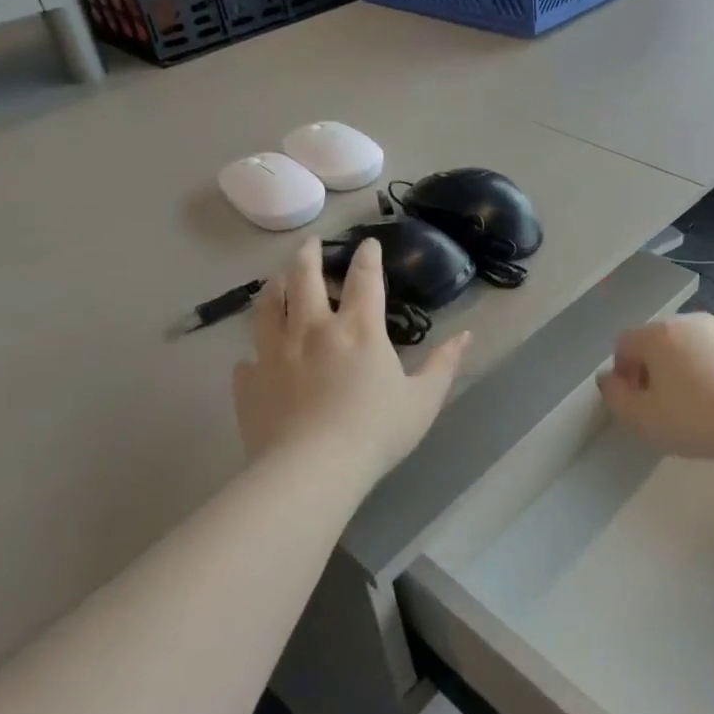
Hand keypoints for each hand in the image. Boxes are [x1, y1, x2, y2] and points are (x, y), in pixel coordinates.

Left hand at [232, 238, 469, 490]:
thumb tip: (466, 335)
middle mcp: (312, 329)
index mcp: (358, 329)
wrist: (312, 470)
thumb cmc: (376, 432)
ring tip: (276, 280)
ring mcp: (274, 353)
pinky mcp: (250, 382)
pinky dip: (253, 352)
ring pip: (267, 307)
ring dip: (273, 287)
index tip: (367, 243)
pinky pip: (247, 359)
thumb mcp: (423, 400)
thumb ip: (444, 364)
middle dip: (308, 255)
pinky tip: (255, 357)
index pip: (364, 279)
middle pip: (304, 278)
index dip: (367, 256)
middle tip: (309, 244)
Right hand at [597, 315, 713, 462]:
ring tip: (701, 406)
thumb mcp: (641, 419)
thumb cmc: (694, 420)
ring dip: (689, 368)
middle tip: (666, 405)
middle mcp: (690, 321)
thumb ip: (615, 397)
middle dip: (655, 368)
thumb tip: (609, 379)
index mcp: (658, 334)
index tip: (637, 402)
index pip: (624, 343)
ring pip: (695, 346)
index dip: (623, 373)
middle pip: (659, 341)